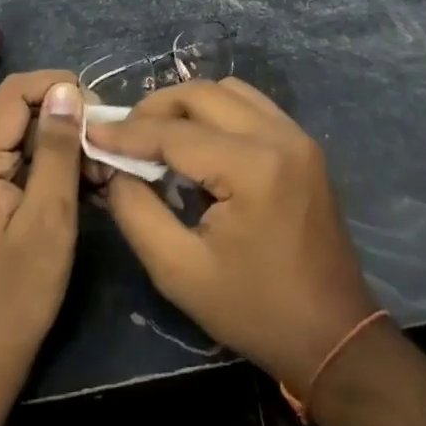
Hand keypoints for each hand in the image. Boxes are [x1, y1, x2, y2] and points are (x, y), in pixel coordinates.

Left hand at [0, 71, 83, 411]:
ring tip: (104, 175)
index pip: (15, 92)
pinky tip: (86, 191)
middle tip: (108, 150)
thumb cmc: (16, 295)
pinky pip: (21, 169)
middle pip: (20, 114)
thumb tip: (66, 89)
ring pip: (24, 142)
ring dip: (65, 149)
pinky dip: (53, 171)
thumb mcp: (48, 218)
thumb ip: (56, 149)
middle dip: (68, 121)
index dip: (59, 86)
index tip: (100, 110)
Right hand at [89, 78, 376, 392]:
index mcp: (253, 167)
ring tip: (157, 135)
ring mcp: (297, 136)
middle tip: (123, 134)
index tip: (92, 133)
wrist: (333, 334)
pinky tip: (197, 142)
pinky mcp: (303, 144)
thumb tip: (115, 169)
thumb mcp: (179, 272)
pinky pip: (251, 106)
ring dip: (188, 105)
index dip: (129, 133)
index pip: (176, 133)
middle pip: (203, 94)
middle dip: (156, 108)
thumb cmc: (254, 310)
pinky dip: (217, 112)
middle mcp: (279, 136)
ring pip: (229, 91)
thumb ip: (137, 212)